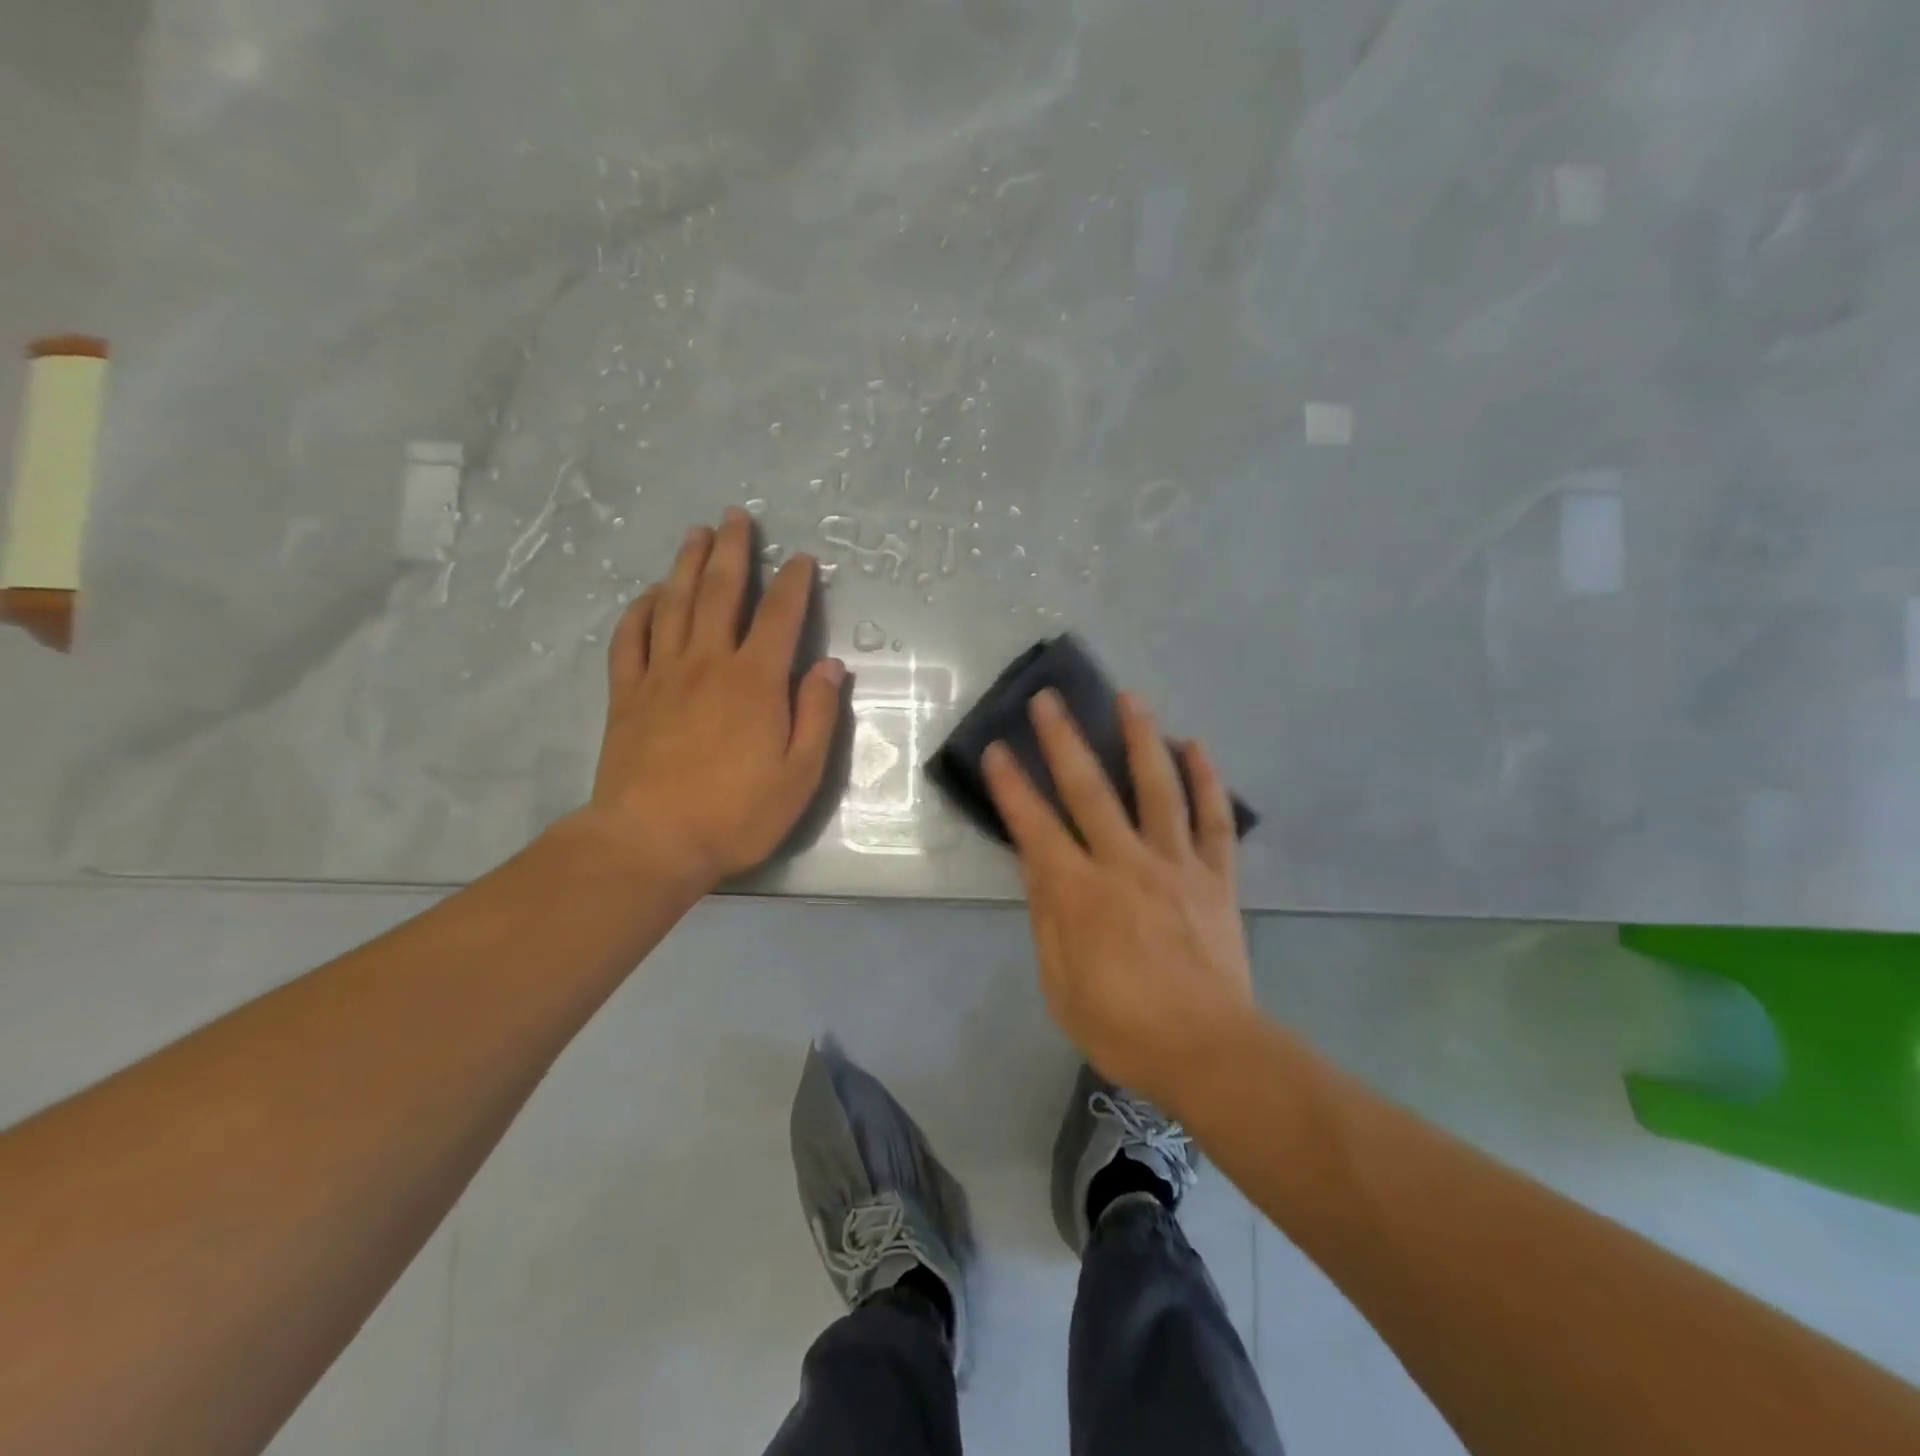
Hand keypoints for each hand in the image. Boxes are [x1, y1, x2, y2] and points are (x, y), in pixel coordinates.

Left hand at [574, 508, 845, 890]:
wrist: (650, 842)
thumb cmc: (735, 813)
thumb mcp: (800, 774)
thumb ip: (817, 715)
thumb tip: (830, 665)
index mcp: (755, 681)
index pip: (780, 616)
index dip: (794, 583)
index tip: (802, 559)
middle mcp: (708, 662)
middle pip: (721, 592)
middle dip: (733, 551)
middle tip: (737, 517)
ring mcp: (662, 674)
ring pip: (675, 603)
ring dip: (687, 564)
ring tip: (696, 533)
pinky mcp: (627, 693)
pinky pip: (631, 637)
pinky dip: (641, 608)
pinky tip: (650, 594)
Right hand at [983, 689, 1255, 1109]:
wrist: (1209, 1050)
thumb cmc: (1122, 1026)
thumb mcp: (1060, 984)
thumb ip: (1047, 919)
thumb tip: (1037, 865)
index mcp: (1081, 894)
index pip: (1035, 827)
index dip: (1011, 787)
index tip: (996, 750)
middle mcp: (1126, 864)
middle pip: (1090, 790)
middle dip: (1064, 740)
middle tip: (1048, 699)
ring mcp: (1176, 865)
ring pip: (1157, 788)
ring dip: (1140, 738)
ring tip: (1129, 697)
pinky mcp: (1215, 876)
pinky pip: (1213, 819)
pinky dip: (1205, 780)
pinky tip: (1194, 746)